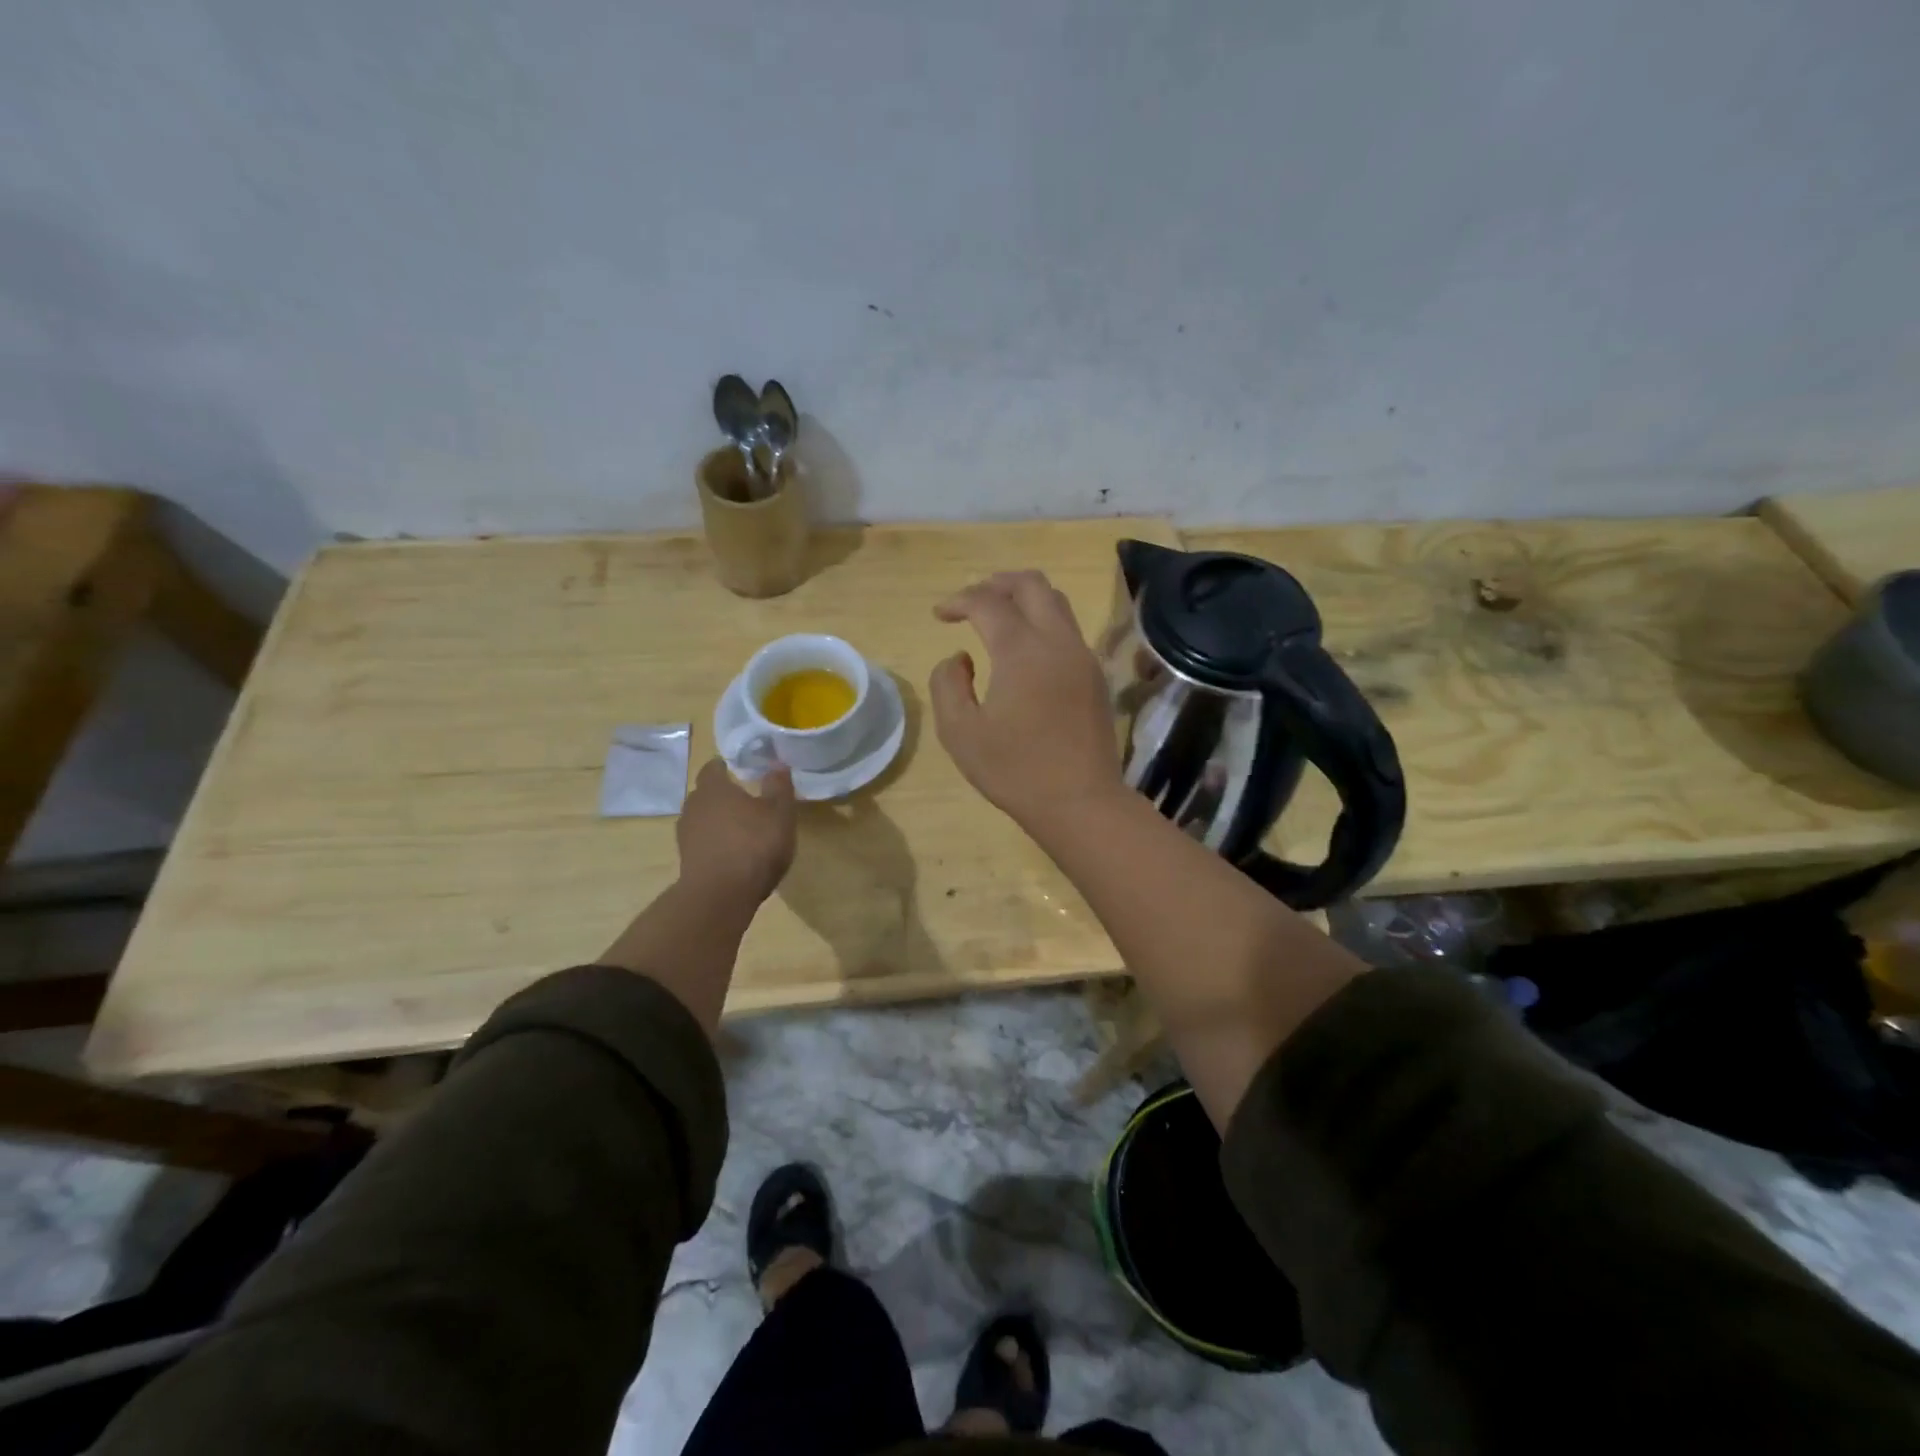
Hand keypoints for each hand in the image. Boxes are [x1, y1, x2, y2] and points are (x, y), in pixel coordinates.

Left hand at [676, 758, 797, 904]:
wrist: (719, 897)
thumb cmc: (753, 846)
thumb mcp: (780, 813)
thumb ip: (779, 786)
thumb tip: (777, 763)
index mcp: (714, 788)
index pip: (713, 767)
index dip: (726, 766)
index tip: (740, 769)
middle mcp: (694, 806)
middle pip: (706, 794)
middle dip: (723, 795)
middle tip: (746, 799)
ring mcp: (686, 836)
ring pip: (703, 819)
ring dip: (719, 821)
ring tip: (742, 829)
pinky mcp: (686, 860)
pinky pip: (703, 842)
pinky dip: (716, 843)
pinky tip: (734, 853)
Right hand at [929, 570, 1124, 831]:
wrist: (1081, 801)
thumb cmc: (1015, 769)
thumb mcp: (960, 732)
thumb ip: (948, 684)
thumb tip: (961, 658)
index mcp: (1022, 650)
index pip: (988, 602)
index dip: (959, 600)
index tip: (939, 614)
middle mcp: (1057, 641)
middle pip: (1032, 584)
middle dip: (997, 583)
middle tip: (972, 600)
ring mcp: (1082, 657)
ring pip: (1056, 603)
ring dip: (1024, 599)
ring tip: (998, 616)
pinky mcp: (1095, 676)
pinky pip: (1068, 630)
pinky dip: (1042, 622)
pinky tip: (1025, 650)